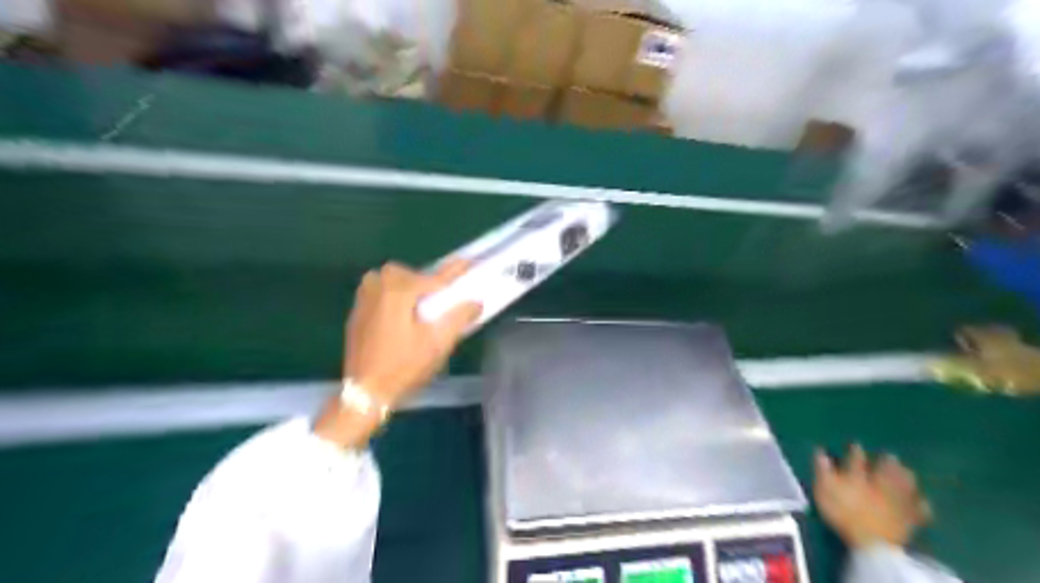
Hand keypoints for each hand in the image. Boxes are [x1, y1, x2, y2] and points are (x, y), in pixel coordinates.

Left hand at [315, 258, 479, 447]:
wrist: (364, 392)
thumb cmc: (404, 367)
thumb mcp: (437, 344)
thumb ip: (459, 317)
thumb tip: (476, 301)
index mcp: (398, 291)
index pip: (434, 278)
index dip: (455, 271)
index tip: (469, 261)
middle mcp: (378, 287)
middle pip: (409, 274)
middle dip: (425, 282)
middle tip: (439, 301)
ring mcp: (364, 298)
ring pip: (391, 280)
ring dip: (408, 287)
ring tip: (419, 308)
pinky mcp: (357, 312)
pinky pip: (378, 291)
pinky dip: (393, 296)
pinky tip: (400, 317)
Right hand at [813, 447, 934, 550]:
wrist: (873, 543)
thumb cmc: (843, 514)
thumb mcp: (824, 490)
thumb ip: (822, 470)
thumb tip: (820, 451)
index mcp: (857, 477)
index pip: (856, 460)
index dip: (855, 451)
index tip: (856, 444)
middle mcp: (880, 484)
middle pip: (886, 470)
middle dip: (888, 462)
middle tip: (891, 455)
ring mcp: (897, 501)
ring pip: (905, 485)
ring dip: (906, 477)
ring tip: (907, 471)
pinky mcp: (910, 519)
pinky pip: (919, 510)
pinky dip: (921, 504)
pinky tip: (923, 501)